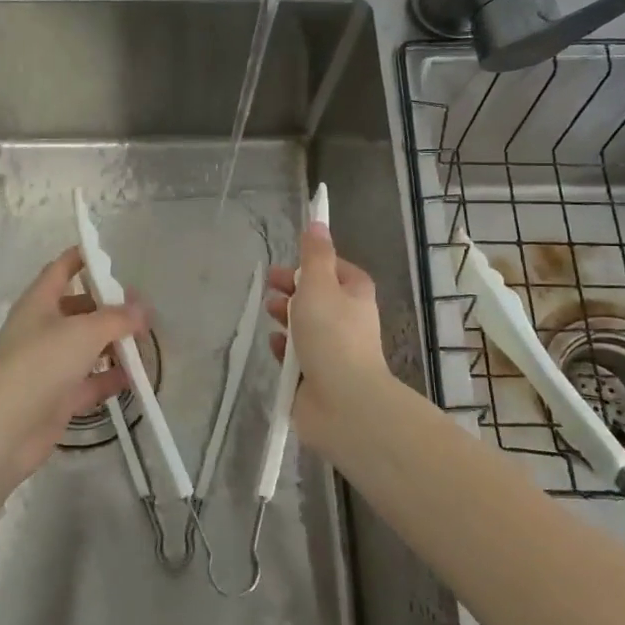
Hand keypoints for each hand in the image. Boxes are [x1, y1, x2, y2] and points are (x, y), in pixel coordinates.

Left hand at [0, 247, 149, 490]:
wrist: (1, 430)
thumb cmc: (38, 365)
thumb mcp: (83, 332)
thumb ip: (116, 318)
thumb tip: (141, 309)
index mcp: (39, 303)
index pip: (61, 269)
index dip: (83, 258)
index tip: (111, 254)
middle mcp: (42, 329)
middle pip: (79, 309)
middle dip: (109, 307)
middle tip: (143, 310)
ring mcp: (48, 365)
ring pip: (86, 347)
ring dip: (113, 345)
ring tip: (146, 343)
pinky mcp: (57, 398)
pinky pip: (89, 381)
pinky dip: (110, 378)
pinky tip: (136, 378)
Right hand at [265, 222, 388, 447]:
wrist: (343, 402)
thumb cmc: (331, 336)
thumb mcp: (319, 286)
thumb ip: (315, 255)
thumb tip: (317, 222)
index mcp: (355, 294)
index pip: (336, 269)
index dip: (313, 264)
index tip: (289, 263)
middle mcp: (348, 320)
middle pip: (318, 296)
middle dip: (293, 289)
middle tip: (269, 285)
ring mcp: (334, 349)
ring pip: (305, 325)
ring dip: (286, 317)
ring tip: (268, 313)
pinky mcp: (317, 375)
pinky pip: (297, 354)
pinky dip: (284, 348)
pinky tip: (273, 346)